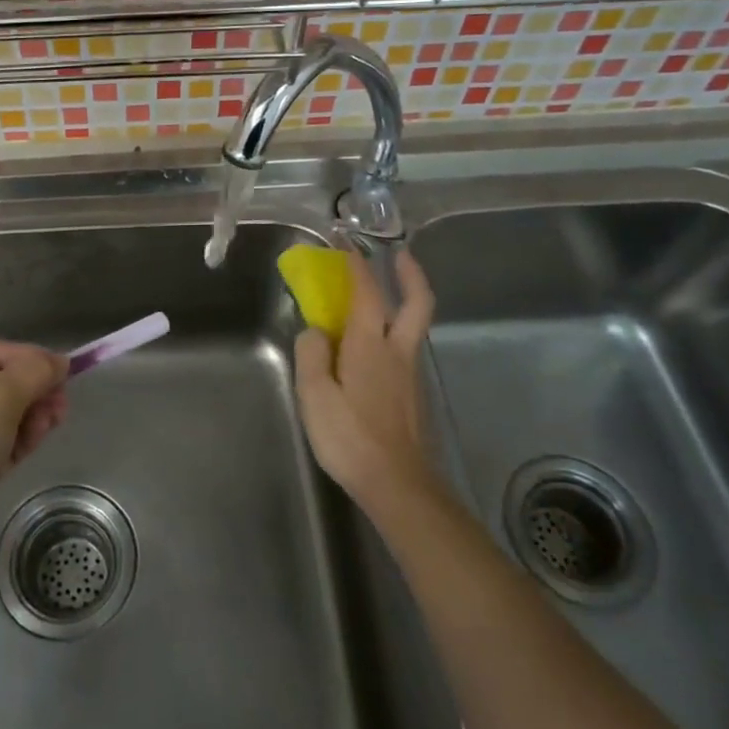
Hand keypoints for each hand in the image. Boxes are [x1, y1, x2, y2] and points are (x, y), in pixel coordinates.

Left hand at [0, 338, 68, 582]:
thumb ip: (32, 374)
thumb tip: (58, 361)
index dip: (22, 354)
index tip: (57, 371)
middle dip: (32, 387)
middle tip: (61, 401)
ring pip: (1, 414)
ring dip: (31, 413)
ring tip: (53, 422)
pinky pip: (0, 443)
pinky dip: (21, 438)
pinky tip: (38, 441)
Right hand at [292, 250, 437, 518]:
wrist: (398, 485)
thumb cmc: (350, 437)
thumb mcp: (315, 395)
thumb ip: (312, 355)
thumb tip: (316, 331)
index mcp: (370, 345)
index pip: (367, 293)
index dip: (357, 265)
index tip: (347, 243)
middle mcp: (397, 351)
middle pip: (417, 302)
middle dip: (410, 274)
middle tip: (400, 255)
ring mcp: (410, 373)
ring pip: (413, 325)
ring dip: (404, 301)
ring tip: (380, 298)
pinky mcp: (413, 394)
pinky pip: (405, 348)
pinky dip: (394, 330)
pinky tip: (373, 347)